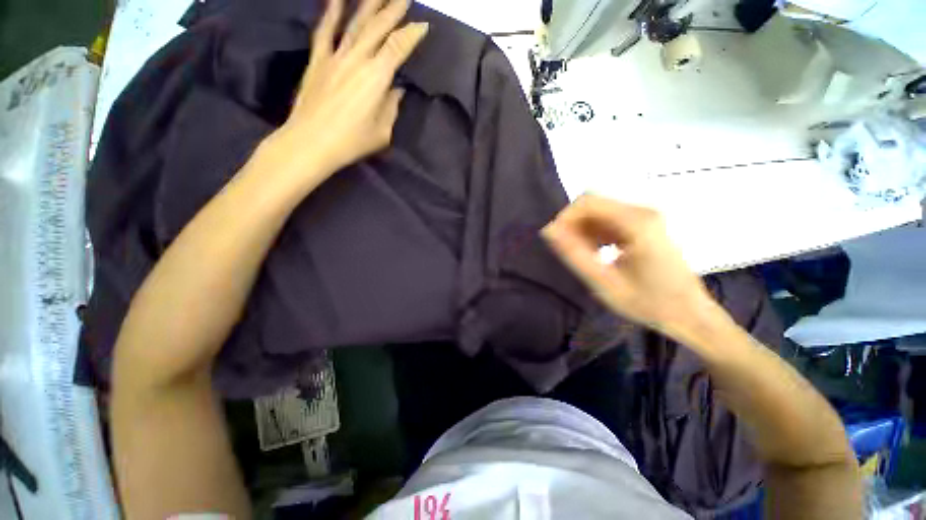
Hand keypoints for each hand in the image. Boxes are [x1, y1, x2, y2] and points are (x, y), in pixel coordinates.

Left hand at [261, 0, 427, 186]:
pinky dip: (331, 12)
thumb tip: (396, 90)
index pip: (398, 47)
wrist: (311, 142)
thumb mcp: (382, 132)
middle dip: (393, 9)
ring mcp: (335, 56)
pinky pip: (325, 30)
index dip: (412, 34)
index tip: (423, 25)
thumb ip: (391, 108)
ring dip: (369, 4)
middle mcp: (357, 59)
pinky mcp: (318, 60)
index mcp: (377, 77)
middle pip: (378, 27)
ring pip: (355, 23)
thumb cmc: (352, 141)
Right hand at [542, 194, 712, 333]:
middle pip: (593, 205)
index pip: (587, 202)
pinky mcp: (644, 225)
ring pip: (599, 212)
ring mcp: (645, 217)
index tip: (556, 241)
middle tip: (567, 252)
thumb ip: (574, 255)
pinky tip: (594, 253)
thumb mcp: (604, 283)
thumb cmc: (648, 303)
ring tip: (580, 255)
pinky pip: (608, 220)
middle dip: (573, 225)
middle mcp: (642, 212)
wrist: (689, 313)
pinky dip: (594, 233)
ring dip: (582, 230)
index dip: (565, 218)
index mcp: (636, 223)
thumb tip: (549, 231)